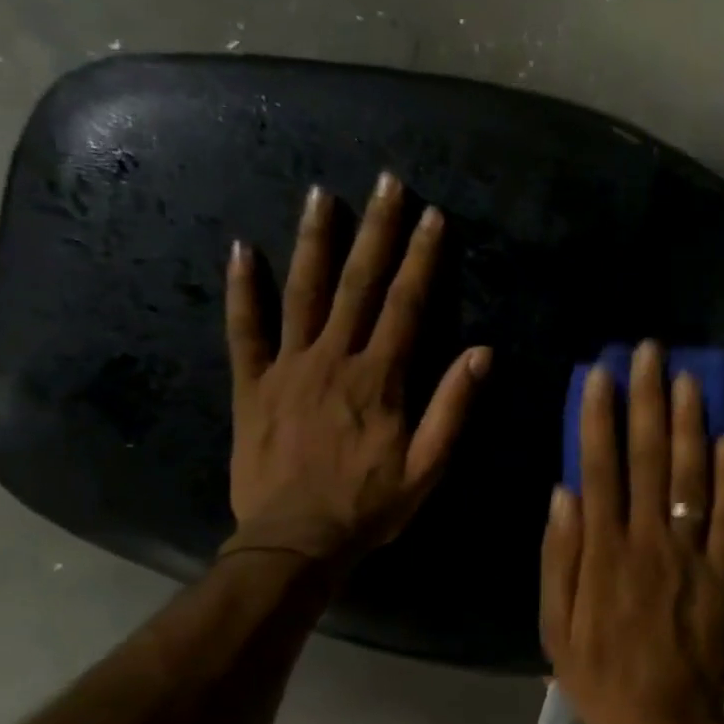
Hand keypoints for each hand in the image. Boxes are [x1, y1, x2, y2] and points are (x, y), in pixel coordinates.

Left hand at [224, 171, 490, 562]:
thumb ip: (452, 407)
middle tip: (387, 182)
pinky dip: (243, 290)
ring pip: (302, 293)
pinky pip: (245, 330)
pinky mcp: (252, 385)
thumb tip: (482, 353)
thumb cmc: (368, 506)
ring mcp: (288, 368)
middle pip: (358, 284)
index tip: (433, 217)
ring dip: (315, 241)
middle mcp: (333, 359)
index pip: (407, 305)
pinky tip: (242, 250)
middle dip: (377, 230)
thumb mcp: (427, 466)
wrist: (295, 540)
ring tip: (322, 195)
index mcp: (379, 378)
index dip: (423, 259)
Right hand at [540, 340, 723, 723]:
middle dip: (646, 400)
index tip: (599, 374)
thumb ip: (557, 558)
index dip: (598, 417)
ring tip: (687, 378)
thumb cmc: (601, 678)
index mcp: (602, 552)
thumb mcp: (553, 627)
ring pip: (690, 476)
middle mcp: (647, 541)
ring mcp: (691, 554)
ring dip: (688, 423)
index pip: (599, 468)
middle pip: (646, 457)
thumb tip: (562, 493)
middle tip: (649, 352)